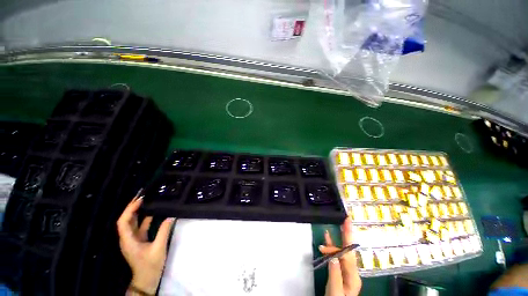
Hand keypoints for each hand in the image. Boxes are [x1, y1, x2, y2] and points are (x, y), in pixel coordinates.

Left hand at [117, 194, 174, 294]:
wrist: (147, 279)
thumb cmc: (150, 265)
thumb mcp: (158, 248)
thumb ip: (164, 231)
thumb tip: (171, 216)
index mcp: (128, 240)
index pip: (123, 222)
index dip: (129, 209)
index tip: (140, 199)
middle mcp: (128, 238)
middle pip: (126, 220)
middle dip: (132, 207)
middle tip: (142, 195)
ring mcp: (133, 239)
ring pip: (133, 222)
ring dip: (138, 211)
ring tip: (147, 200)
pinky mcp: (139, 240)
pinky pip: (140, 226)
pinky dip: (145, 218)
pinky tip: (153, 212)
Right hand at [319, 217, 361, 295]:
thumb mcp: (335, 292)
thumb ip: (335, 274)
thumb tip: (333, 256)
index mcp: (353, 276)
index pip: (346, 255)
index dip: (340, 243)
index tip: (334, 236)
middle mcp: (352, 271)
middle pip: (348, 249)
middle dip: (347, 234)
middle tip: (347, 220)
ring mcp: (346, 270)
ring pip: (341, 251)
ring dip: (335, 241)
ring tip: (333, 227)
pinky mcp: (339, 270)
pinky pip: (336, 255)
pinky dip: (331, 246)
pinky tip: (328, 238)